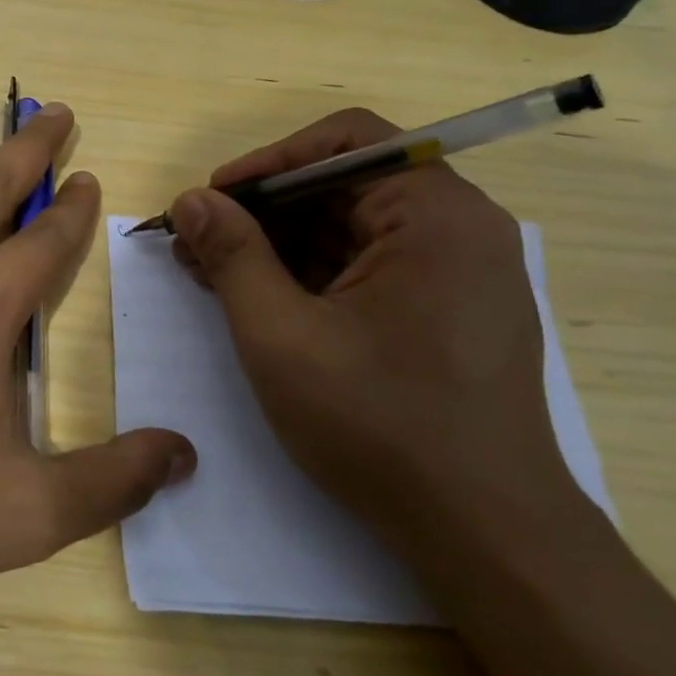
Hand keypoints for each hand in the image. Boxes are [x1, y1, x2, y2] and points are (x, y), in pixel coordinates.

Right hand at [169, 108, 583, 557]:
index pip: (345, 141)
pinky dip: (311, 274)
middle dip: (263, 210)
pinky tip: (258, 298)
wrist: (483, 534)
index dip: (267, 162)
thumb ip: (232, 255)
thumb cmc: (379, 425)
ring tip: (211, 272)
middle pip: (344, 185)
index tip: (212, 200)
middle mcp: (459, 228)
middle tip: (197, 242)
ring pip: (351, 228)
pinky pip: (368, 266)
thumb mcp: (281, 335)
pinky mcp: (447, 310)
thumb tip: (191, 200)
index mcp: (436, 215)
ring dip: (278, 244)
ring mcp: (458, 272)